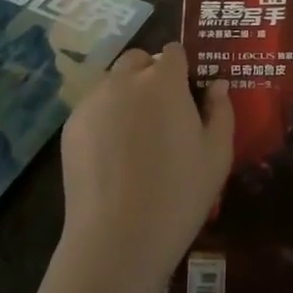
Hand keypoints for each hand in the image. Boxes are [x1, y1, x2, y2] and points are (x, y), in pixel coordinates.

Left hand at [57, 43, 232, 292]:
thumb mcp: (217, 155)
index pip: (173, 53)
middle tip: (161, 114)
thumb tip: (217, 85)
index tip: (187, 95)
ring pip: (113, 82)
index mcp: (164, 81)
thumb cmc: (178, 195)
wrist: (117, 240)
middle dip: (150, 75)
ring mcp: (93, 101)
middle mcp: (125, 80)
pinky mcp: (71, 126)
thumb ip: (221, 111)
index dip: (181, 70)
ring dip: (126, 94)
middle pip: (139, 60)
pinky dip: (104, 118)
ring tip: (134, 137)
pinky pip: (93, 108)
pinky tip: (111, 155)